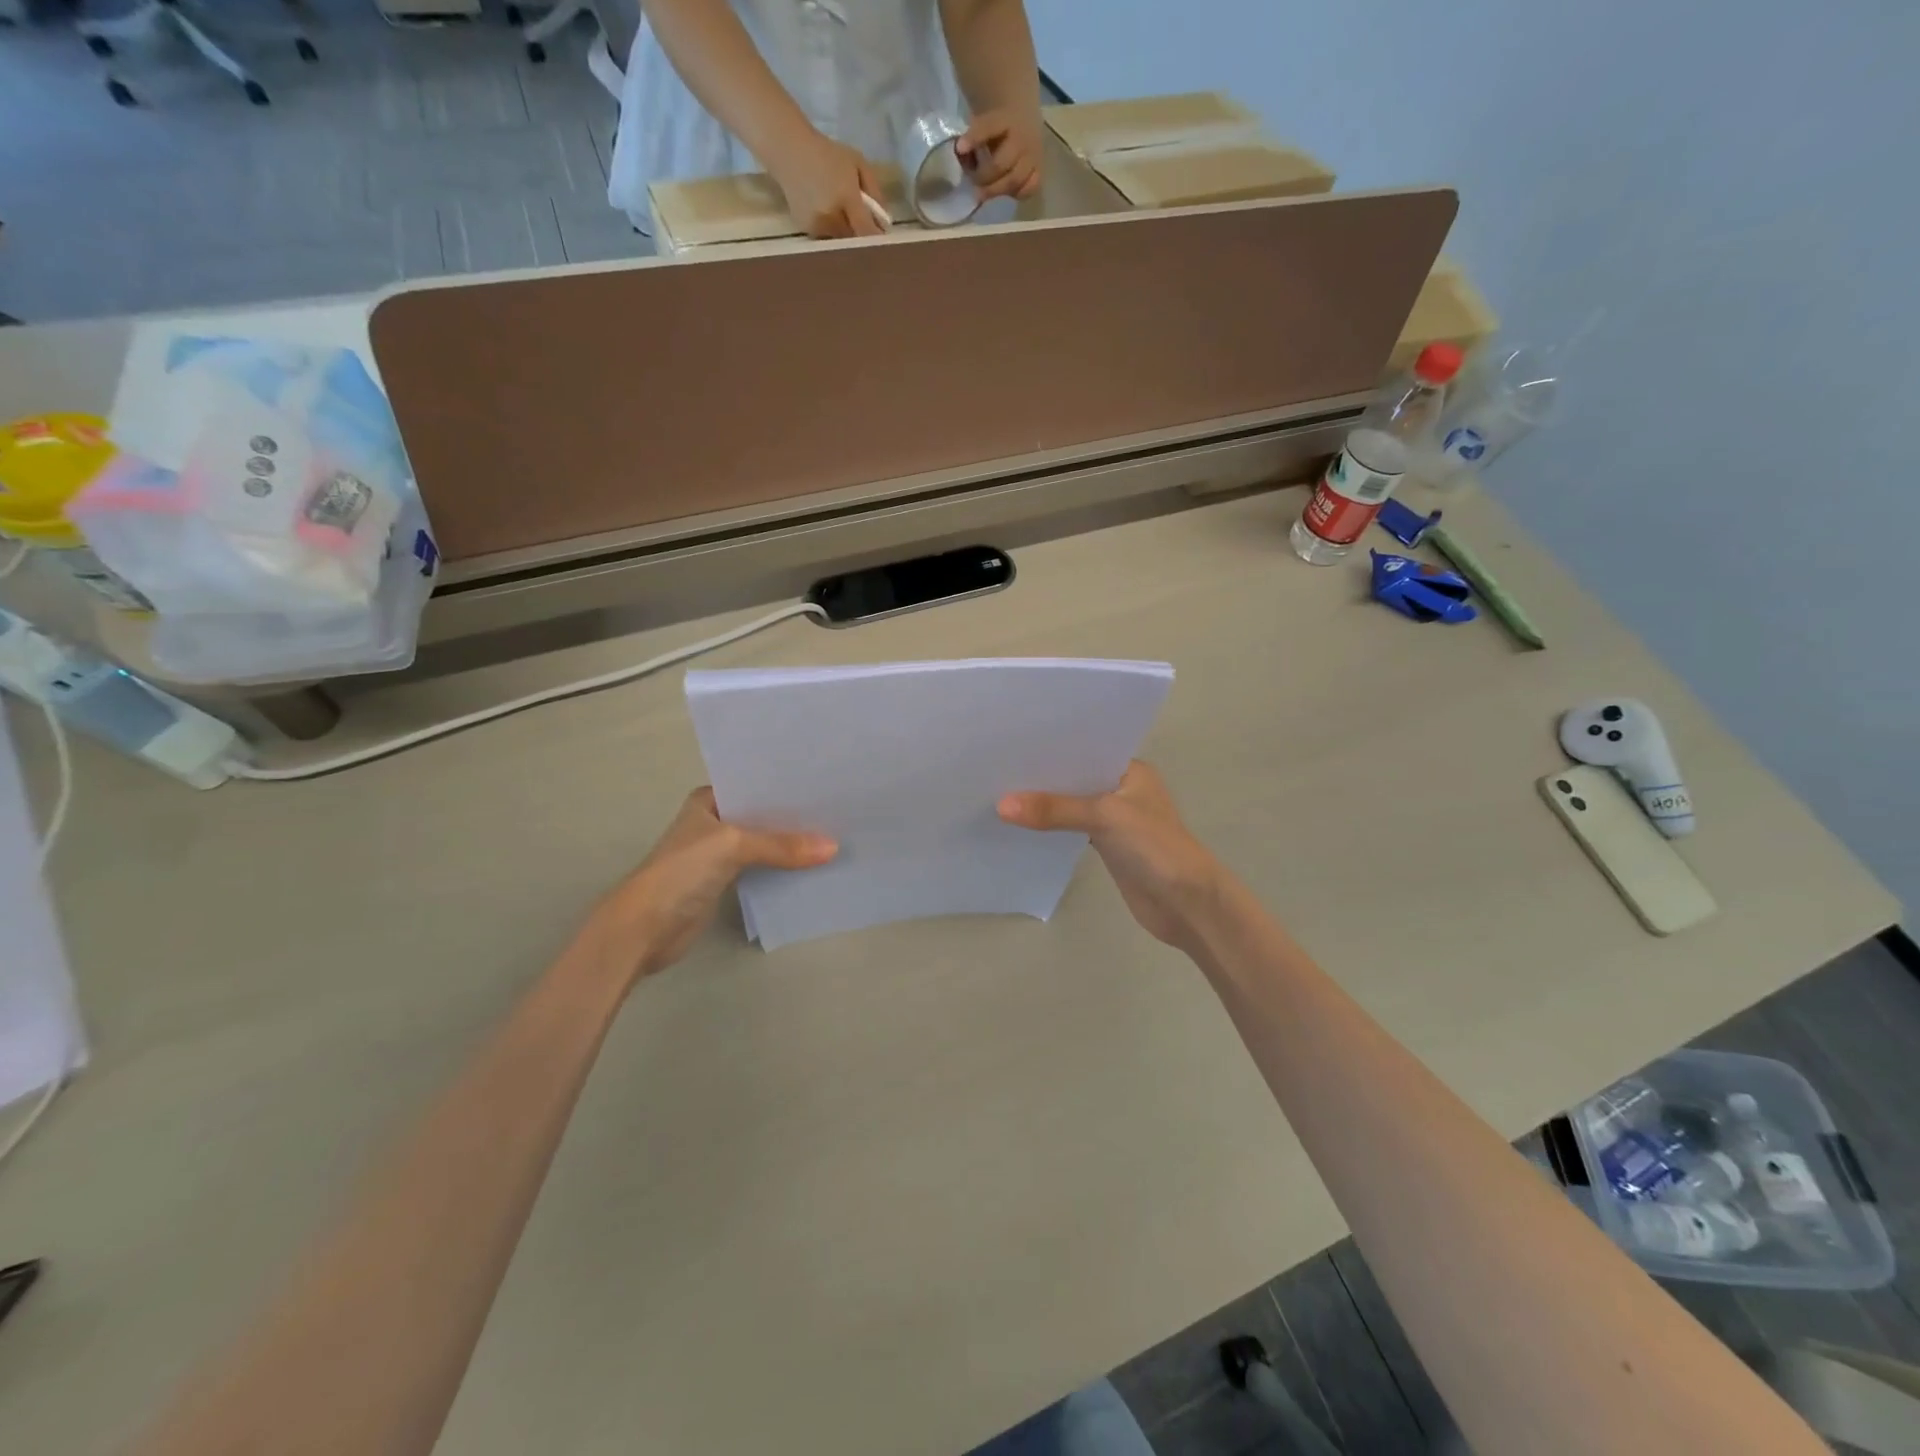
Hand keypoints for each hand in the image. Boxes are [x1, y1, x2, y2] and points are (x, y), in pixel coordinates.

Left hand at [588, 788, 836, 979]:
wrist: (644, 928)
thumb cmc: (681, 871)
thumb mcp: (733, 846)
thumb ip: (781, 846)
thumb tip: (833, 848)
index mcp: (708, 801)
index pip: (753, 785)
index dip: (785, 786)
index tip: (824, 782)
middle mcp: (714, 822)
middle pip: (762, 815)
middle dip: (794, 816)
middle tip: (838, 810)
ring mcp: (719, 854)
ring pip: (764, 843)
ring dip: (791, 845)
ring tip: (835, 835)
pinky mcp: (725, 882)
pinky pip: (762, 868)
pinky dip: (783, 868)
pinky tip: (813, 866)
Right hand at [769, 131, 888, 238]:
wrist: (789, 151)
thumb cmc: (828, 153)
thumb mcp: (858, 163)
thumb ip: (875, 192)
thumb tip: (885, 222)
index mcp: (846, 198)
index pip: (866, 232)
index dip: (876, 239)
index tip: (883, 238)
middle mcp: (831, 216)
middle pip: (855, 240)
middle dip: (861, 234)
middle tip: (862, 221)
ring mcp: (817, 226)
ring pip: (841, 241)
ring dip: (846, 233)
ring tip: (841, 212)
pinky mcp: (807, 231)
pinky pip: (827, 238)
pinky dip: (832, 231)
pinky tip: (826, 212)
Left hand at [956, 108, 1042, 201]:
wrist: (1024, 114)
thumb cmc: (997, 122)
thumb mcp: (985, 118)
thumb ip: (974, 136)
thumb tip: (960, 154)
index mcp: (1006, 117)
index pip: (988, 127)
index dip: (974, 138)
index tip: (959, 148)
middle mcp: (1022, 138)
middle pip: (1000, 164)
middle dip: (982, 176)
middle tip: (972, 180)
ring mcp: (1033, 156)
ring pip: (1014, 181)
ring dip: (995, 189)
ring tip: (983, 192)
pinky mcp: (1038, 170)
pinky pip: (1029, 189)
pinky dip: (1015, 193)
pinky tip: (1004, 191)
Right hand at [998, 761, 1221, 951]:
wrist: (1186, 903)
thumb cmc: (1155, 846)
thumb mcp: (1104, 817)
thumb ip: (1054, 810)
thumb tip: (1001, 805)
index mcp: (1130, 770)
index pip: (1085, 750)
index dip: (1051, 748)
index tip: (1011, 743)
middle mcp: (1122, 789)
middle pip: (1075, 778)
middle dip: (1042, 776)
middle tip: (996, 766)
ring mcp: (1115, 819)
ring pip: (1072, 804)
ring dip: (1045, 803)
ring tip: (999, 792)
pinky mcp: (1108, 846)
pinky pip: (1072, 829)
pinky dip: (1051, 828)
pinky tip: (1021, 825)